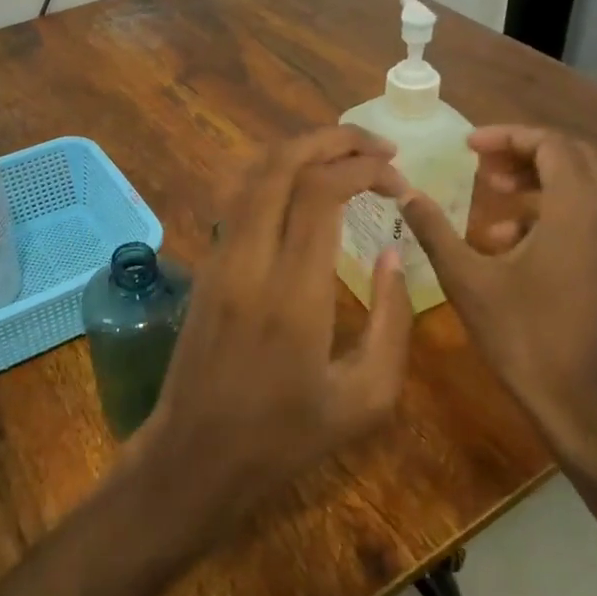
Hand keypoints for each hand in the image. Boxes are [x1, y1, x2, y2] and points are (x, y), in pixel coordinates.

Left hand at [135, 127, 413, 528]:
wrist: (197, 455)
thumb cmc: (288, 436)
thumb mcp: (366, 397)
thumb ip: (392, 320)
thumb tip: (392, 251)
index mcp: (293, 293)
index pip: (322, 193)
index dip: (365, 169)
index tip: (399, 180)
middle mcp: (249, 260)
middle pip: (282, 164)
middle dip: (334, 140)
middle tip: (379, 146)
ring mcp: (219, 258)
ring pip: (253, 174)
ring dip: (302, 151)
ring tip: (348, 155)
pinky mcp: (206, 264)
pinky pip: (240, 198)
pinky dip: (277, 174)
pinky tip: (306, 186)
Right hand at [400, 127, 596, 455]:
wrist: (578, 399)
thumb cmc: (521, 334)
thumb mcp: (466, 278)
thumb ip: (434, 229)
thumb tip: (405, 193)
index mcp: (575, 211)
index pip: (551, 144)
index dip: (508, 136)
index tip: (468, 146)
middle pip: (571, 157)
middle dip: (523, 152)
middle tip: (481, 164)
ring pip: (579, 185)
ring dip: (534, 181)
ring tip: (490, 195)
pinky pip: (583, 215)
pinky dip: (547, 211)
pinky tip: (506, 242)